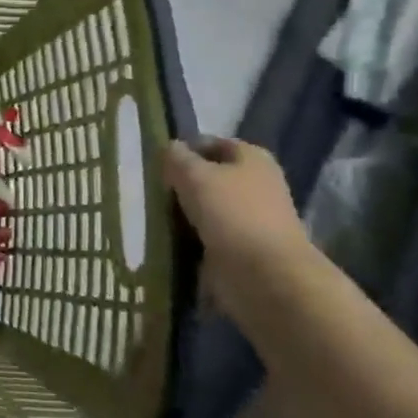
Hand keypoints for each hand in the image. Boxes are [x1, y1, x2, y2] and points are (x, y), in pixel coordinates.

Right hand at [163, 138, 313, 307]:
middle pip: (209, 176)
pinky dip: (190, 235)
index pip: (212, 143)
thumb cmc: (230, 212)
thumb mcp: (193, 174)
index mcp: (252, 158)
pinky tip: (170, 238)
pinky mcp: (242, 245)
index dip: (185, 150)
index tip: (158, 165)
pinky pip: (208, 233)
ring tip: (156, 216)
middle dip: (182, 183)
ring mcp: (251, 217)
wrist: (263, 273)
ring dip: (184, 211)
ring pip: (206, 206)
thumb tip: (170, 148)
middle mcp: (256, 183)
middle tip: (154, 191)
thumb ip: (177, 157)